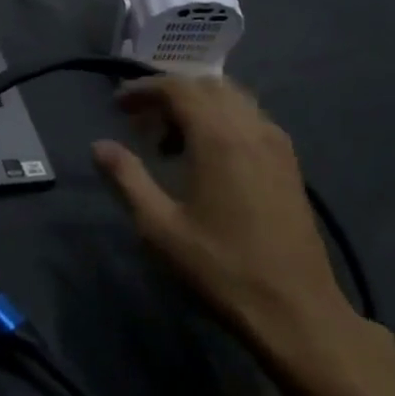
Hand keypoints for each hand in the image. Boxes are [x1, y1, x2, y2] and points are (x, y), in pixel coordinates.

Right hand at [92, 75, 394, 395]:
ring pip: (234, 100)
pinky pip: (252, 120)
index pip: (179, 88)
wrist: (295, 309)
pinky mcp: (290, 165)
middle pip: (208, 86)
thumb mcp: (159, 226)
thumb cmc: (220, 267)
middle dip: (170, 93)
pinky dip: (222, 121)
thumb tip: (100, 146)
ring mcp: (277, 145)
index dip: (144, 89)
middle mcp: (252, 129)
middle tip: (140, 120)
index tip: (118, 105)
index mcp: (219, 137)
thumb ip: (127, 178)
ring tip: (170, 139)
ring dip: (198, 106)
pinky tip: (206, 156)